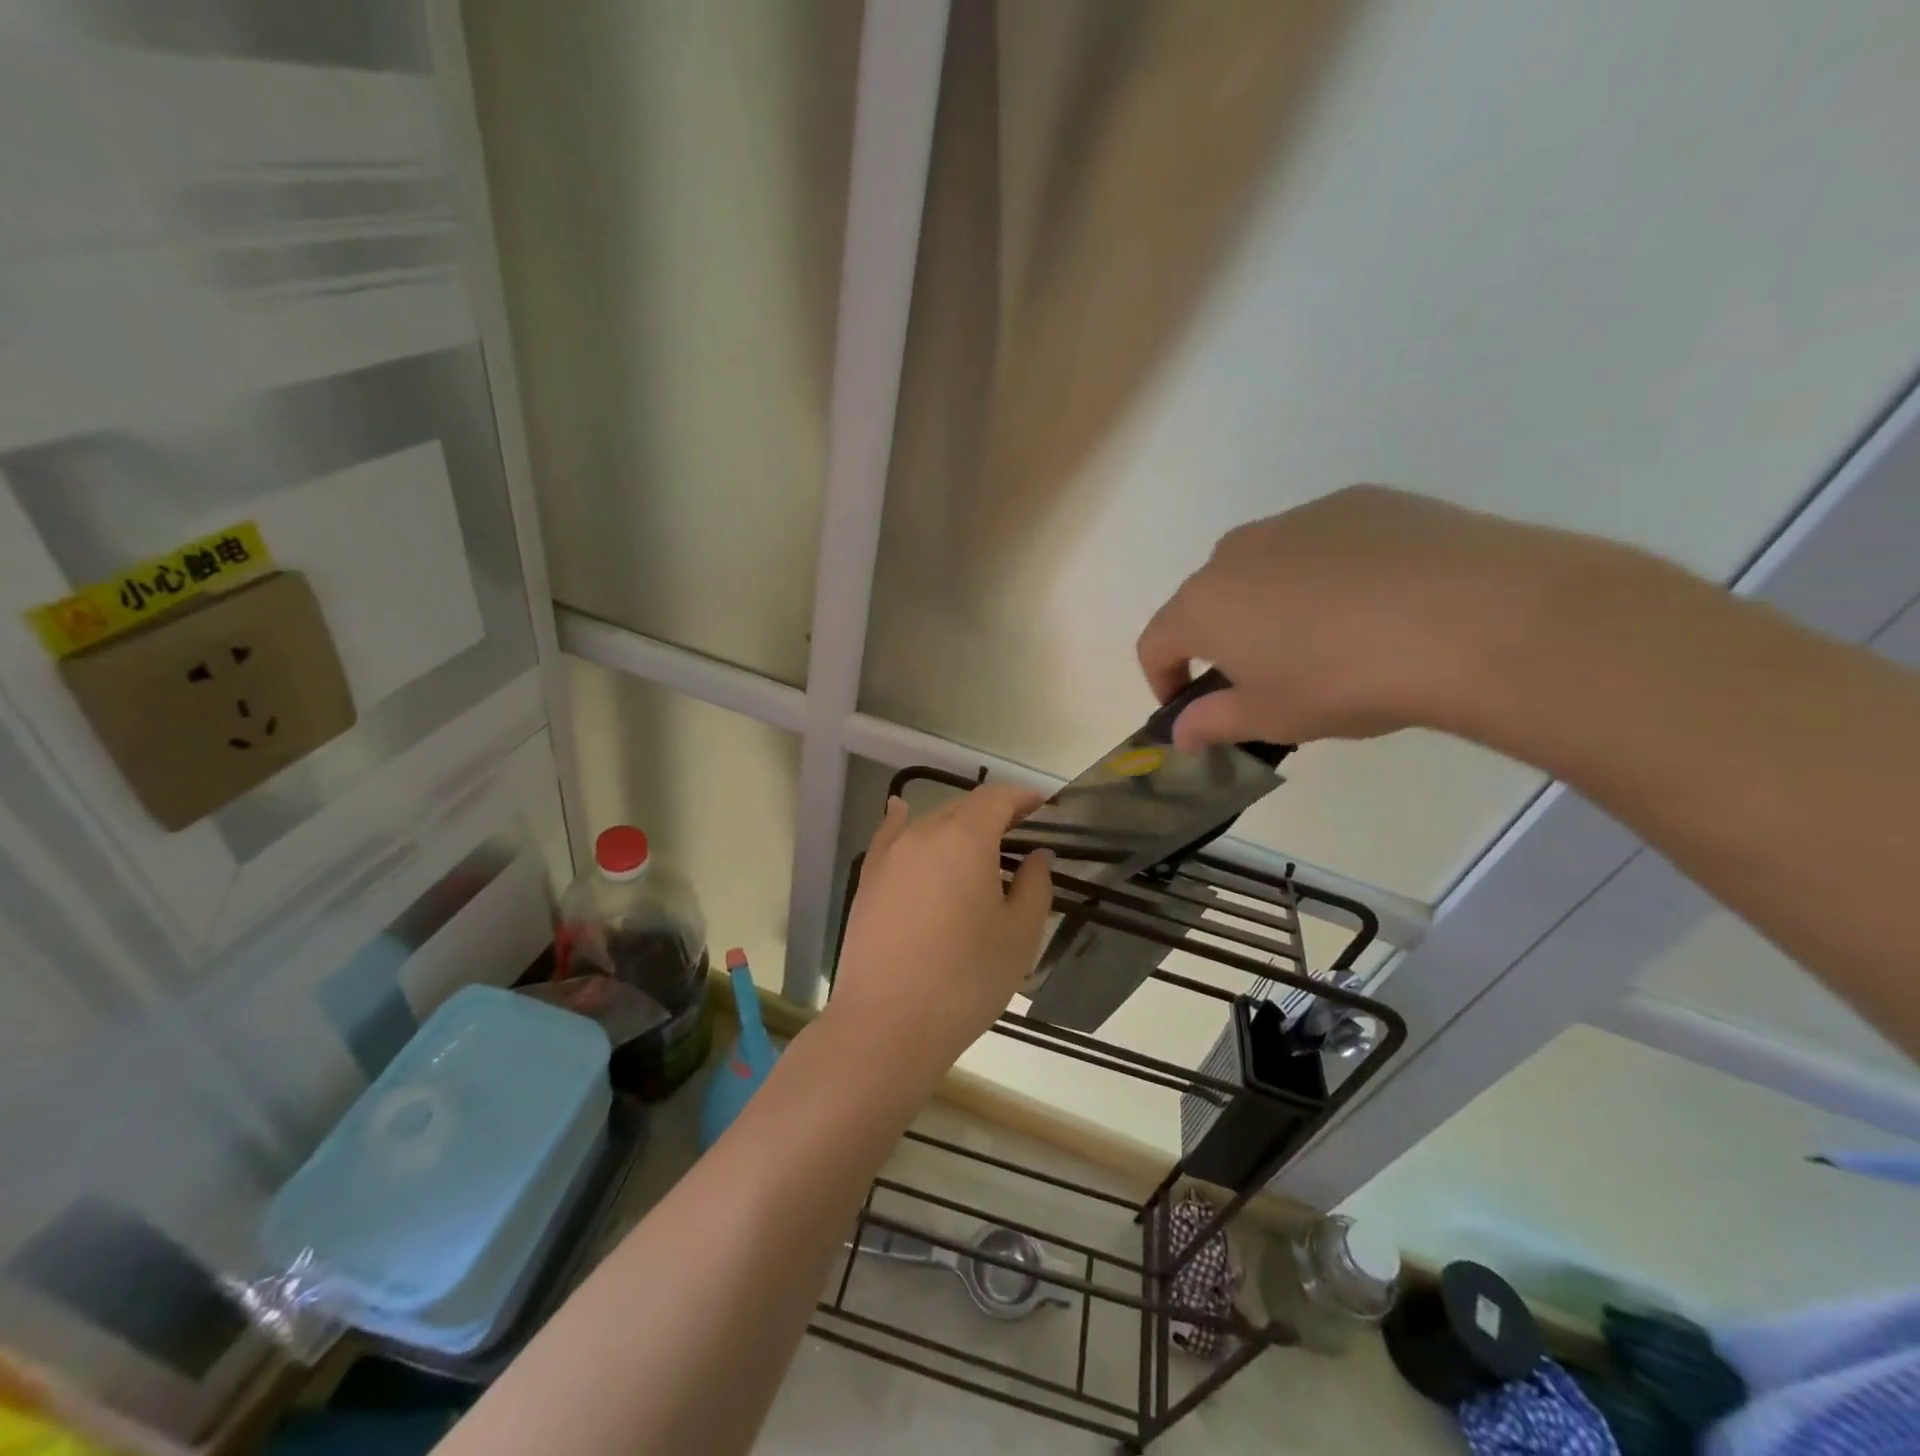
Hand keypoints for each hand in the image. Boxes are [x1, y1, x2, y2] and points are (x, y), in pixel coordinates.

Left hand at [830, 785, 1054, 1077]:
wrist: (886, 1025)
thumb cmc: (965, 980)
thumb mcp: (1018, 936)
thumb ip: (1034, 885)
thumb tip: (1037, 856)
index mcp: (964, 839)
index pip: (996, 798)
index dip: (1023, 798)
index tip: (1044, 807)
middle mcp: (922, 834)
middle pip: (962, 808)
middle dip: (993, 814)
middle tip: (1019, 835)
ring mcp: (888, 856)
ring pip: (929, 824)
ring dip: (957, 827)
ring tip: (977, 848)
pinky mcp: (867, 880)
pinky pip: (890, 837)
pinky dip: (903, 822)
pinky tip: (901, 812)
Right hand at [1136, 484, 1617, 747]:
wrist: (1472, 616)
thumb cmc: (1345, 679)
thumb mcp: (1272, 718)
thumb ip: (1214, 722)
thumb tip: (1180, 733)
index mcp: (1204, 604)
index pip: (1155, 642)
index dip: (1162, 679)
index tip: (1188, 708)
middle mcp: (1238, 551)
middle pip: (1208, 598)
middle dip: (1220, 637)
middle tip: (1263, 677)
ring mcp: (1299, 518)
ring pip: (1264, 565)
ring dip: (1271, 602)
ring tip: (1327, 639)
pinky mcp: (1359, 501)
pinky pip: (1320, 543)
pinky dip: (1326, 571)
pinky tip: (1376, 602)